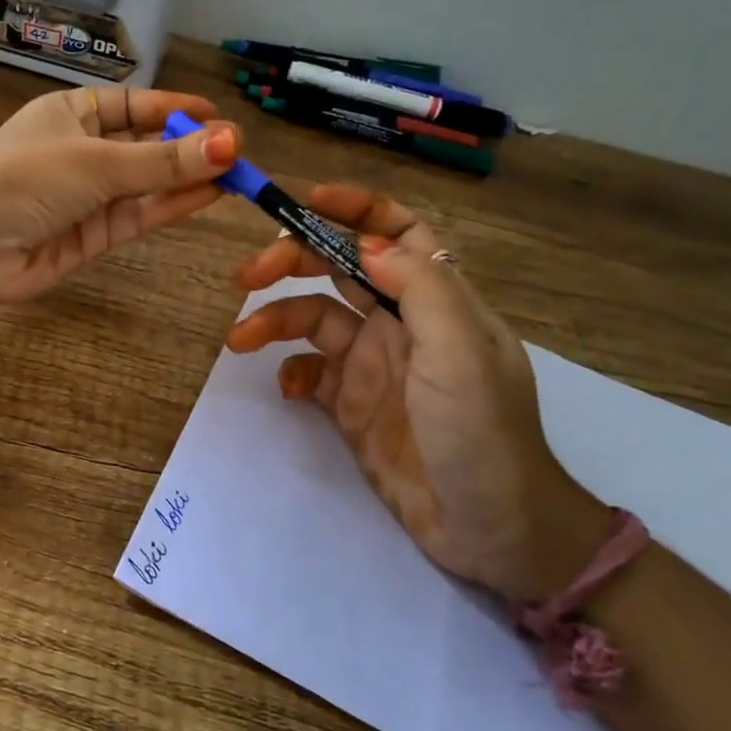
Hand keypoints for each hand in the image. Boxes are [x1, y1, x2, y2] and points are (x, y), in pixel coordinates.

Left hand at [0, 85, 238, 307]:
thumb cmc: (28, 177)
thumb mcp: (98, 159)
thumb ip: (164, 159)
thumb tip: (230, 143)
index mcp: (70, 114)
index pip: (131, 105)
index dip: (172, 108)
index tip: (215, 114)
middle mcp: (81, 151)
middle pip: (144, 145)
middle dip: (188, 147)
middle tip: (239, 150)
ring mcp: (89, 196)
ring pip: (148, 182)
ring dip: (189, 177)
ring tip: (237, 172)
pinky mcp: (95, 236)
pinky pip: (141, 213)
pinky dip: (174, 204)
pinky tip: (211, 193)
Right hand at [225, 183, 609, 603]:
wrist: (489, 529)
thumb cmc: (481, 432)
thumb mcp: (459, 352)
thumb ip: (419, 288)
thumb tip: (365, 242)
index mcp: (436, 300)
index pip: (398, 233)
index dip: (356, 209)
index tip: (305, 202)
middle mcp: (402, 323)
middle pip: (340, 268)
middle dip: (292, 260)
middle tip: (247, 274)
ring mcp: (374, 364)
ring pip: (314, 318)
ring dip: (275, 319)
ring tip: (240, 339)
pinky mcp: (352, 404)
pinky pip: (310, 372)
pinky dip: (291, 371)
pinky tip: (286, 389)